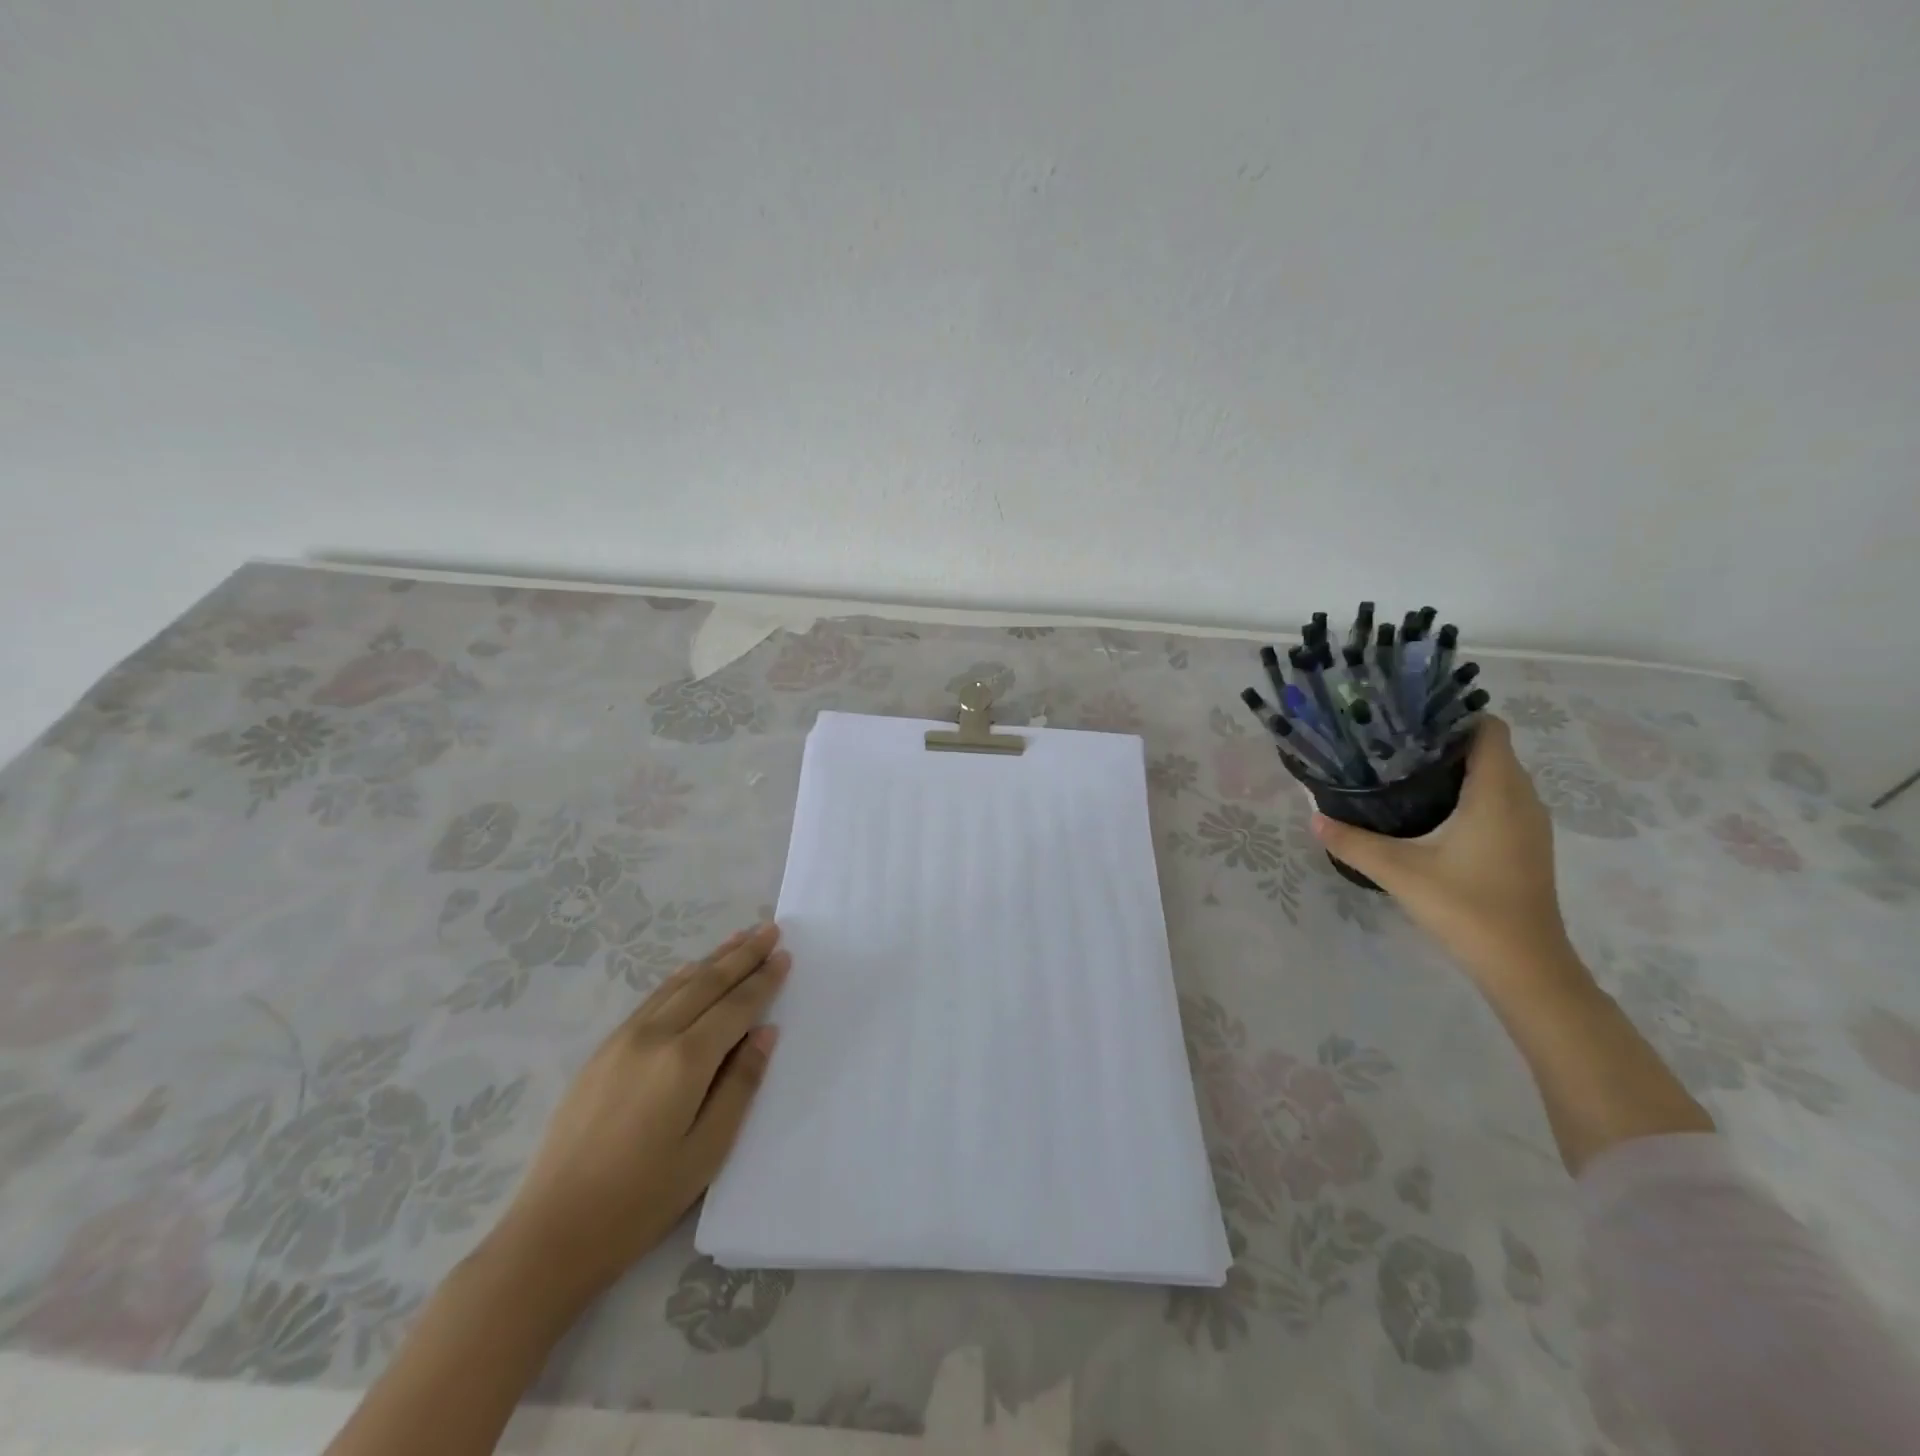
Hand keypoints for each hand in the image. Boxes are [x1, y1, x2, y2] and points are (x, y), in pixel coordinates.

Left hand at [485, 924, 788, 1303]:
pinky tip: (690, 972)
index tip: (785, 954)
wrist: (551, 1233)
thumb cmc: (641, 1200)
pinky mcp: (602, 1052)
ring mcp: (622, 1040)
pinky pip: (652, 999)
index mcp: (685, 1060)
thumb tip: (765, 1032)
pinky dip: (680, 978)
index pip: (736, 1006)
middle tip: (769, 929)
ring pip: (677, 985)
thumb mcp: (707, 1150)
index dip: (763, 979)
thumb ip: (740, 1084)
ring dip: (712, 959)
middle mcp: (654, 1036)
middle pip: (707, 983)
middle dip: (742, 955)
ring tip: (739, 938)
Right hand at [1312, 718, 1581, 997]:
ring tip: (1405, 774)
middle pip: (1491, 749)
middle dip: (1446, 741)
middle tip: (1393, 745)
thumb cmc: (1466, 908)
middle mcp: (1522, 799)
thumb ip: (1352, 842)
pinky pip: (1501, 799)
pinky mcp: (1526, 845)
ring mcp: (1529, 824)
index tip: (1409, 721)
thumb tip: (1313, 818)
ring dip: (1459, 769)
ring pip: (1497, 776)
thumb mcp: (1398, 872)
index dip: (1453, 717)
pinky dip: (1471, 793)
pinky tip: (1432, 812)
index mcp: (1497, 793)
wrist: (1524, 966)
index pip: (1489, 729)